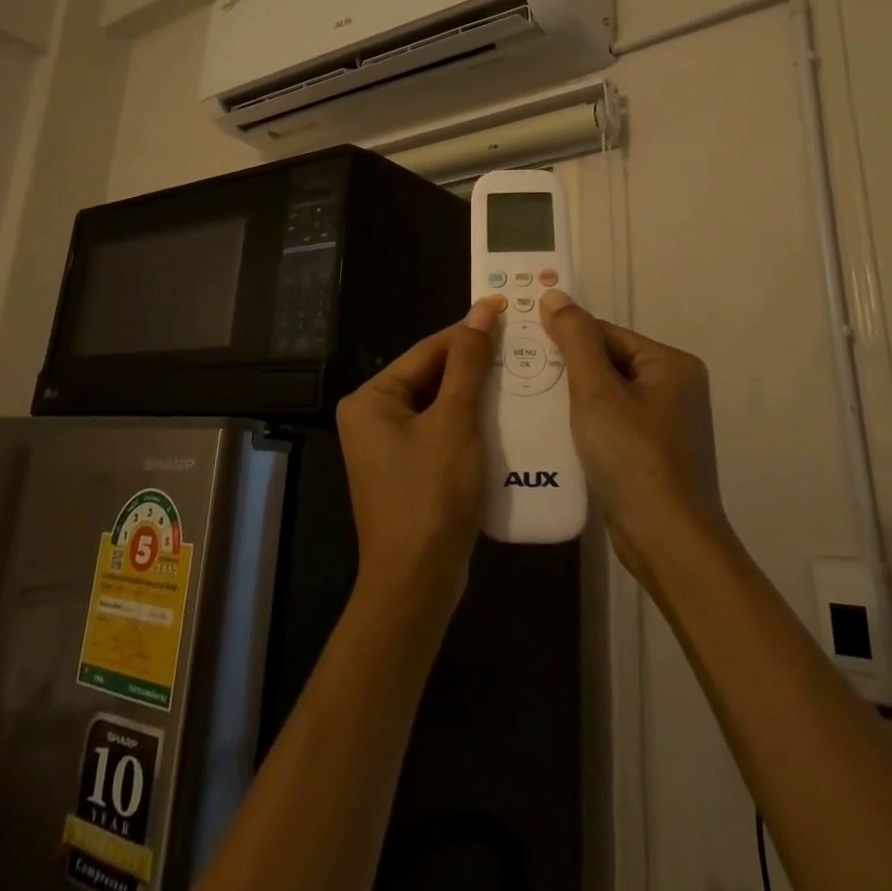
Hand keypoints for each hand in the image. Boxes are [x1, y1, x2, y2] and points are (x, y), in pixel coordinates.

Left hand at [335, 296, 505, 611]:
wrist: (417, 582)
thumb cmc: (432, 494)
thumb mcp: (455, 421)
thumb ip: (469, 363)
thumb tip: (483, 309)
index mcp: (371, 398)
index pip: (427, 351)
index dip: (469, 333)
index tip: (508, 314)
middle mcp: (371, 416)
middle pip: (431, 376)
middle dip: (474, 366)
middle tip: (520, 348)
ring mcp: (387, 446)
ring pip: (438, 405)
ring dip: (475, 395)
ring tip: (519, 377)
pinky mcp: (406, 470)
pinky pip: (439, 432)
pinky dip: (468, 424)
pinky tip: (502, 418)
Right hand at [539, 291, 728, 582]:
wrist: (666, 540)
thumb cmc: (632, 457)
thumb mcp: (597, 392)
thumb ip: (575, 340)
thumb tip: (554, 294)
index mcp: (671, 364)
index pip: (606, 334)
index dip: (565, 339)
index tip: (523, 348)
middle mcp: (674, 388)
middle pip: (606, 363)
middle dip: (566, 372)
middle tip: (521, 376)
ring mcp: (664, 424)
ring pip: (605, 396)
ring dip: (571, 400)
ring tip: (530, 402)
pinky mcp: (651, 454)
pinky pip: (611, 424)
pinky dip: (584, 426)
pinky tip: (555, 433)